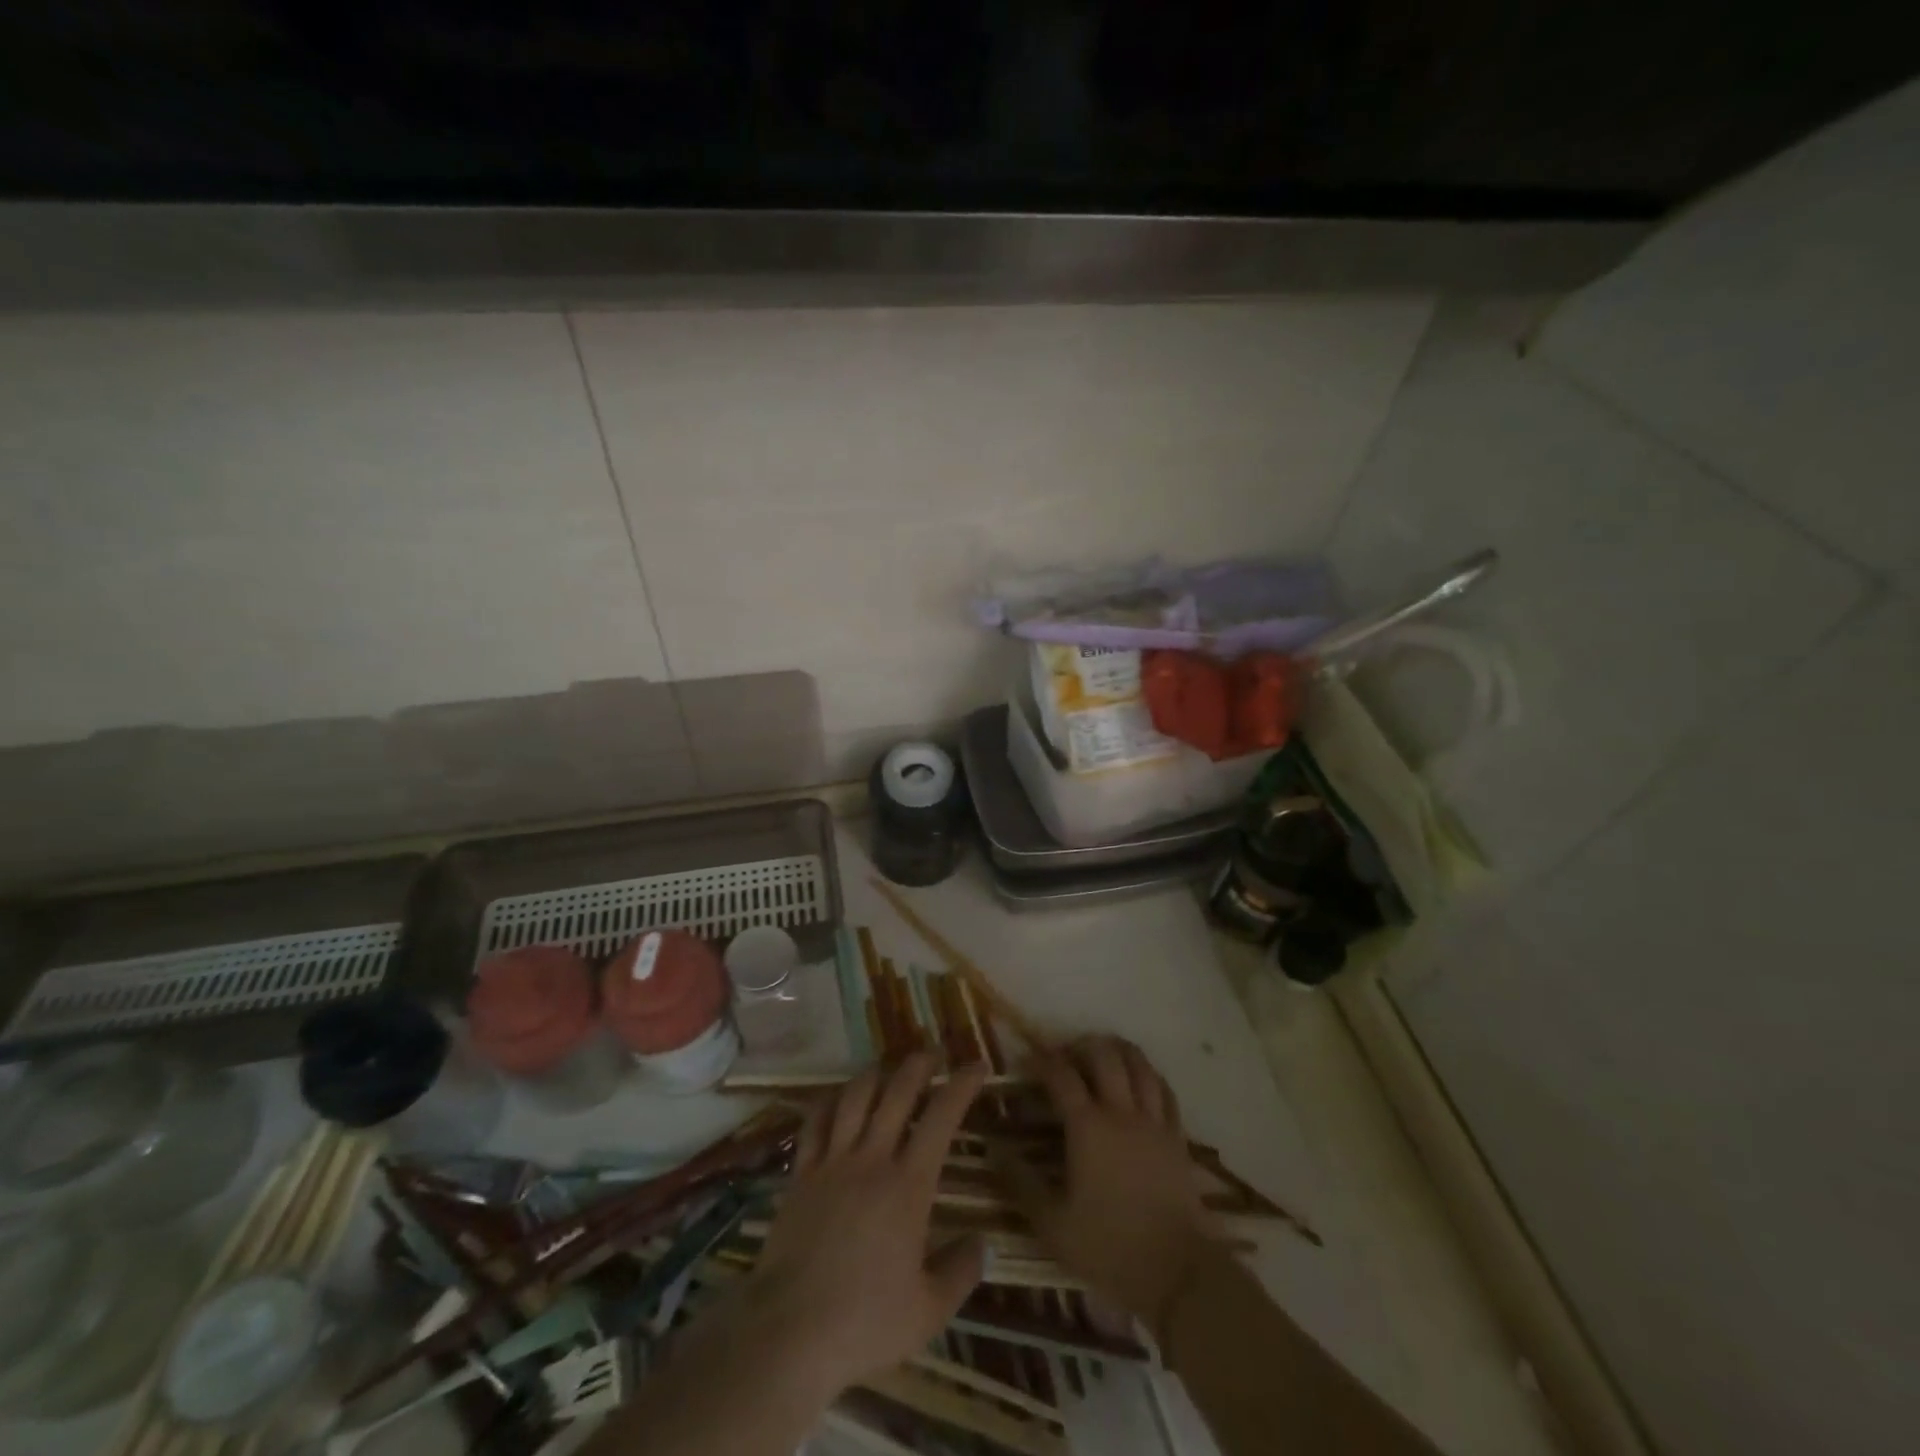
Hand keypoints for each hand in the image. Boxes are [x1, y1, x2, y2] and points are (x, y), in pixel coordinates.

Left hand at [732, 1052, 988, 1400]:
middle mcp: (872, 1159)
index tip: (977, 1066)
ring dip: (876, 1074)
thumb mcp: (928, 1311)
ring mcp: (833, 1162)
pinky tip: (837, 1097)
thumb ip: (960, 1273)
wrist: (788, 1331)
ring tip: (888, 1068)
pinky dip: (830, 1101)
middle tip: (932, 1053)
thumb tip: (983, 1244)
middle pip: (898, 1092)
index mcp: (909, 1185)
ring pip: (855, 1097)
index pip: (942, 1117)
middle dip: (919, 1064)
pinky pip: (816, 1122)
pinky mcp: (801, 1174)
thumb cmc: (864, 1322)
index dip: (962, 1085)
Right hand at [1000, 1036, 1211, 1339]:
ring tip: (1102, 1053)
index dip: (1041, 1061)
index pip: (1061, 1075)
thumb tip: (993, 1147)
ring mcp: (1153, 1122)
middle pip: (1103, 1056)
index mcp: (1087, 1127)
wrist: (1179, 1274)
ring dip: (1118, 1050)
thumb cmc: (1109, 1248)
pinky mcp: (1177, 1136)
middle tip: (1066, 1054)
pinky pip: (1164, 1090)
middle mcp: (1121, 1112)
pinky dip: (1148, 1075)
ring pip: (1139, 1064)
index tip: (1026, 1060)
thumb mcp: (1052, 1224)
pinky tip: (1140, 1079)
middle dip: (1081, 1045)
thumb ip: (1020, 1182)